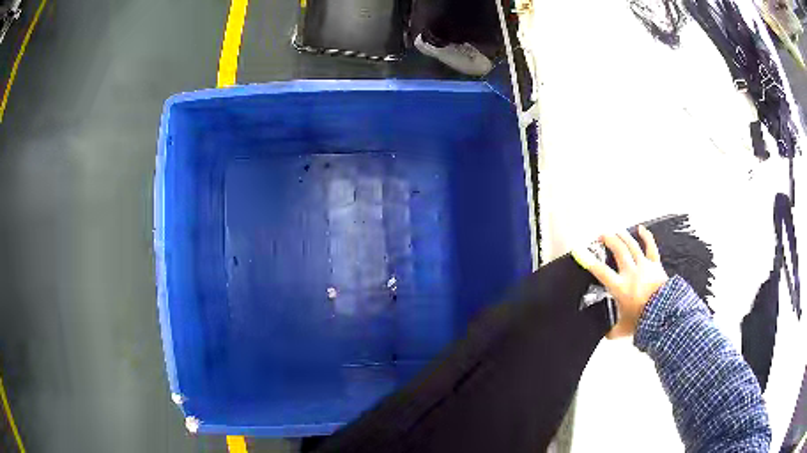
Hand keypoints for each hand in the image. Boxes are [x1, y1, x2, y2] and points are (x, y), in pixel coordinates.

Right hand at [572, 226, 668, 338]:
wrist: (665, 315)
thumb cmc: (643, 321)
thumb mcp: (623, 329)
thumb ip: (613, 331)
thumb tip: (606, 335)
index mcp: (620, 286)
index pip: (600, 270)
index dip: (588, 260)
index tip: (579, 251)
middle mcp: (630, 272)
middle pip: (618, 249)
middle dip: (608, 240)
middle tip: (601, 236)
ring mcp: (644, 266)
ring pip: (631, 245)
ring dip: (622, 236)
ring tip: (615, 231)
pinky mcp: (655, 264)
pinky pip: (650, 246)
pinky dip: (646, 236)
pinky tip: (641, 228)